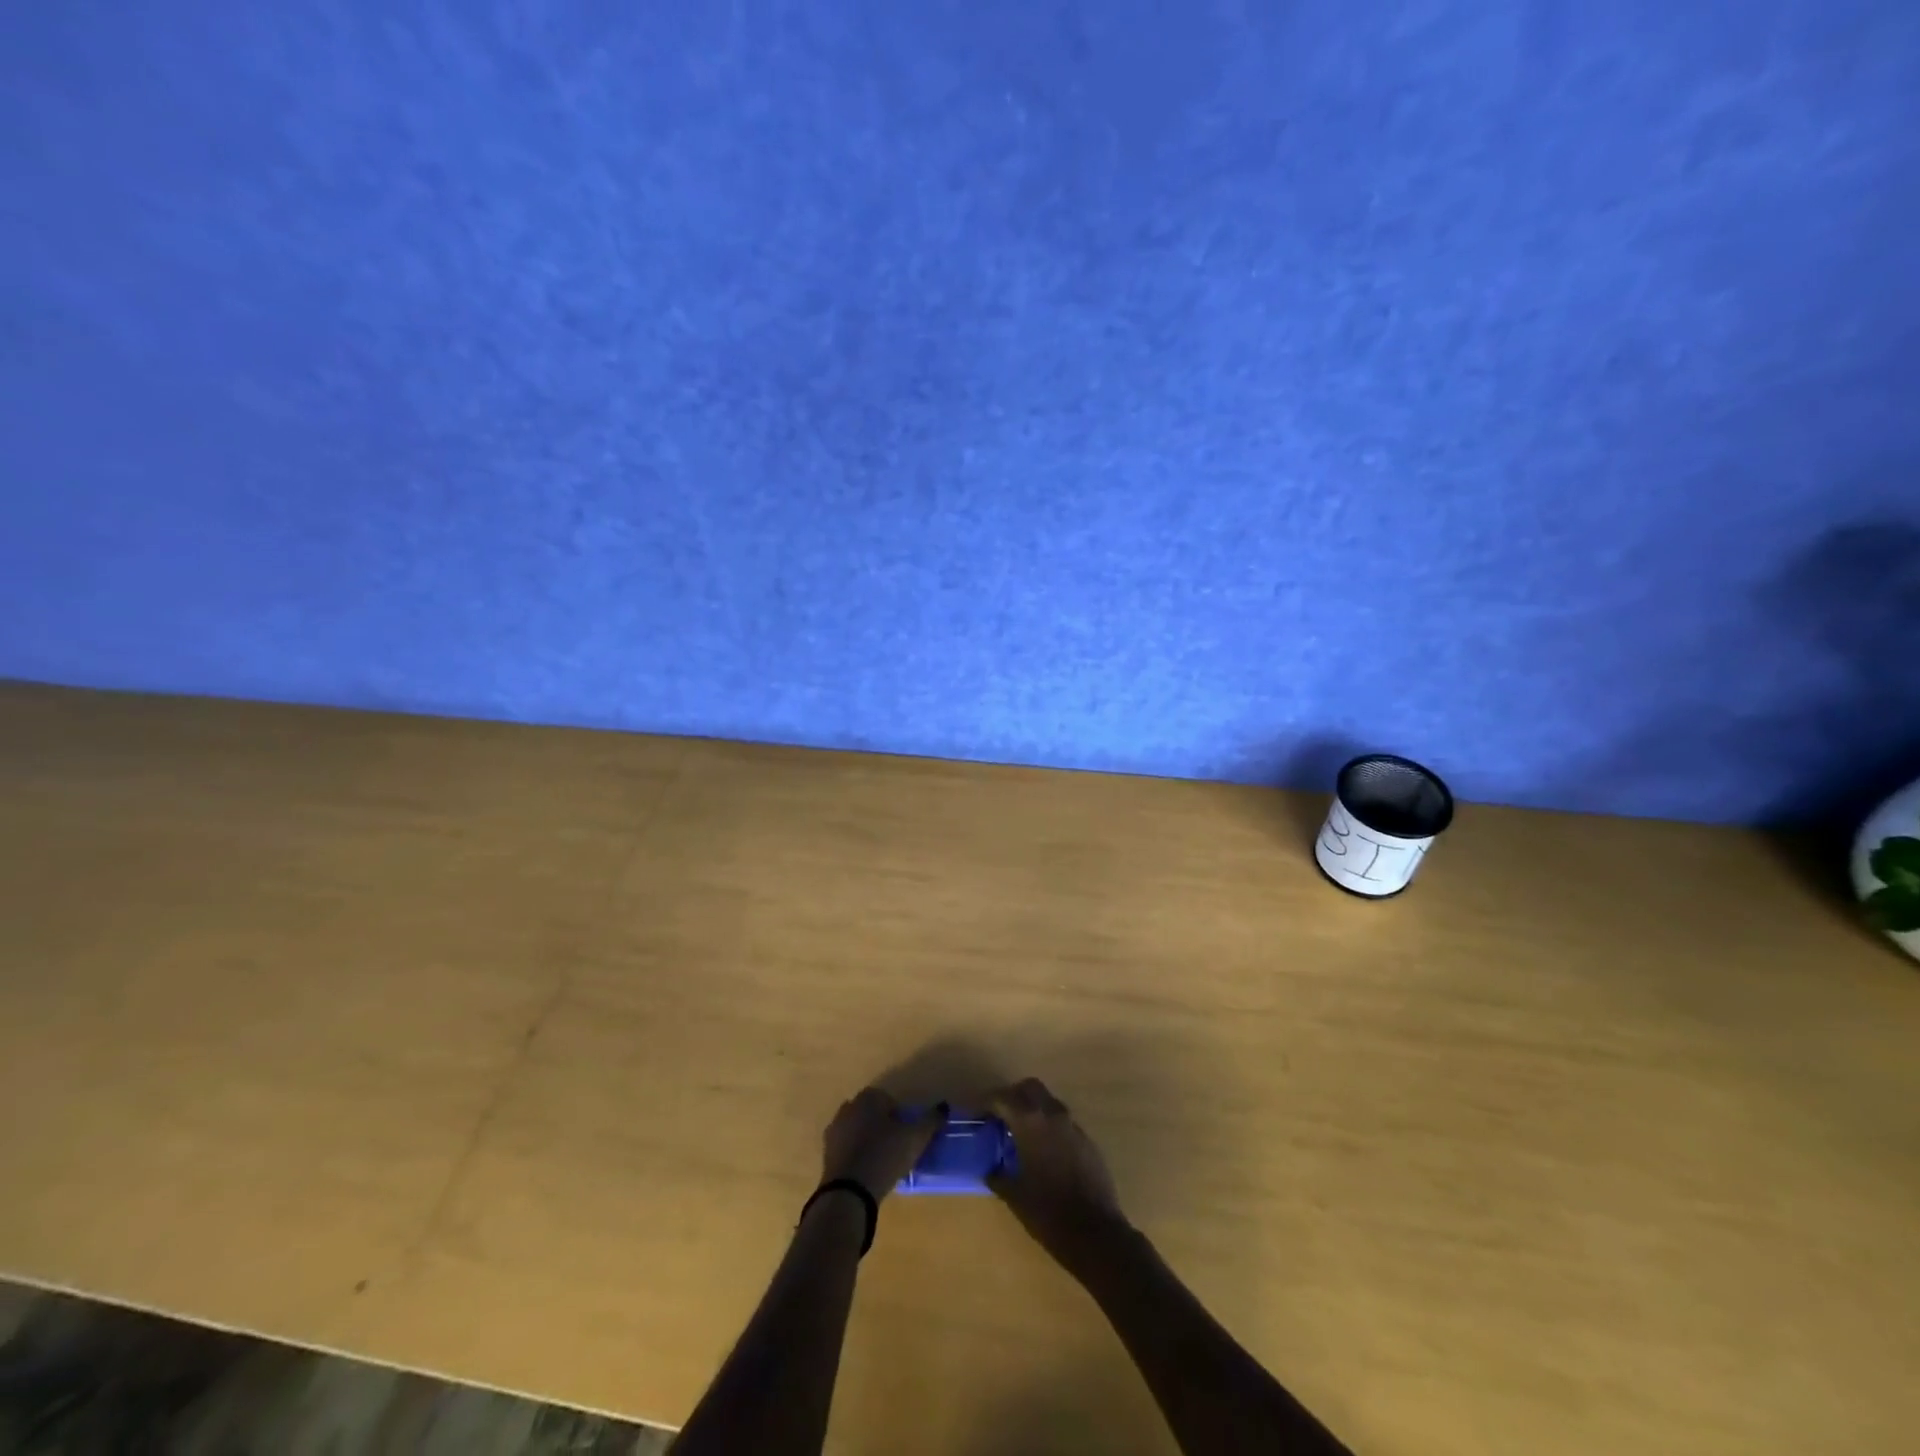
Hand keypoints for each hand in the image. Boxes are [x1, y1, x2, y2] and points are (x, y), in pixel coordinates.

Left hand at [821, 1087, 945, 1201]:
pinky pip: (846, 1147)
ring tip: (882, 1160)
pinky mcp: (826, 1153)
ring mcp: (834, 1130)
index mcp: (868, 1098)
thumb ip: (931, 1120)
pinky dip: (856, 1154)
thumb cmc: (885, 1155)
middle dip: (881, 1124)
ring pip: (856, 1129)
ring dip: (867, 1139)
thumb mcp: (915, 1138)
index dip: (899, 1114)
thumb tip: (944, 1106)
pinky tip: (866, 1171)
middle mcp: (848, 1107)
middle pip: (870, 1112)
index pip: (886, 1098)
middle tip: (895, 1145)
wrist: (849, 1191)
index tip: (906, 1132)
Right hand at [987, 1078, 1129, 1271]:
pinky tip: (1043, 1152)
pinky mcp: (1088, 1141)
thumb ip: (998, 1175)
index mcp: (1030, 1123)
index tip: (975, 1114)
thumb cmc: (1048, 1213)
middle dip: (1012, 1096)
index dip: (986, 1103)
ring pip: (1048, 1102)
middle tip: (999, 1117)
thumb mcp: (1014, 1195)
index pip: (1003, 1098)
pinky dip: (1049, 1127)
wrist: (1096, 1234)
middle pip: (1029, 1088)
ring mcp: (1073, 1126)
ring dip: (1033, 1110)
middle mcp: (1053, 1115)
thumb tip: (990, 1169)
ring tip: (1020, 1134)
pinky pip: (1063, 1122)